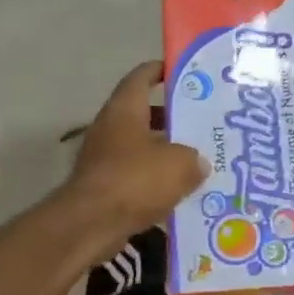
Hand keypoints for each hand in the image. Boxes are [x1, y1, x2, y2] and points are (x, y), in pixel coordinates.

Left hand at [64, 61, 206, 250]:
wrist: (91, 224)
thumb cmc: (135, 180)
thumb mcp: (179, 164)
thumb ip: (194, 158)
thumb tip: (199, 162)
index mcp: (125, 109)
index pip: (141, 77)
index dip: (161, 70)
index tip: (185, 72)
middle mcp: (110, 128)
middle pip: (143, 114)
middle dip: (172, 117)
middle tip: (202, 121)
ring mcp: (104, 158)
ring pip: (141, 147)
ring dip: (165, 151)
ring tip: (198, 158)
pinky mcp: (104, 186)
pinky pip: (136, 175)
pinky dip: (155, 179)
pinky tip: (180, 190)